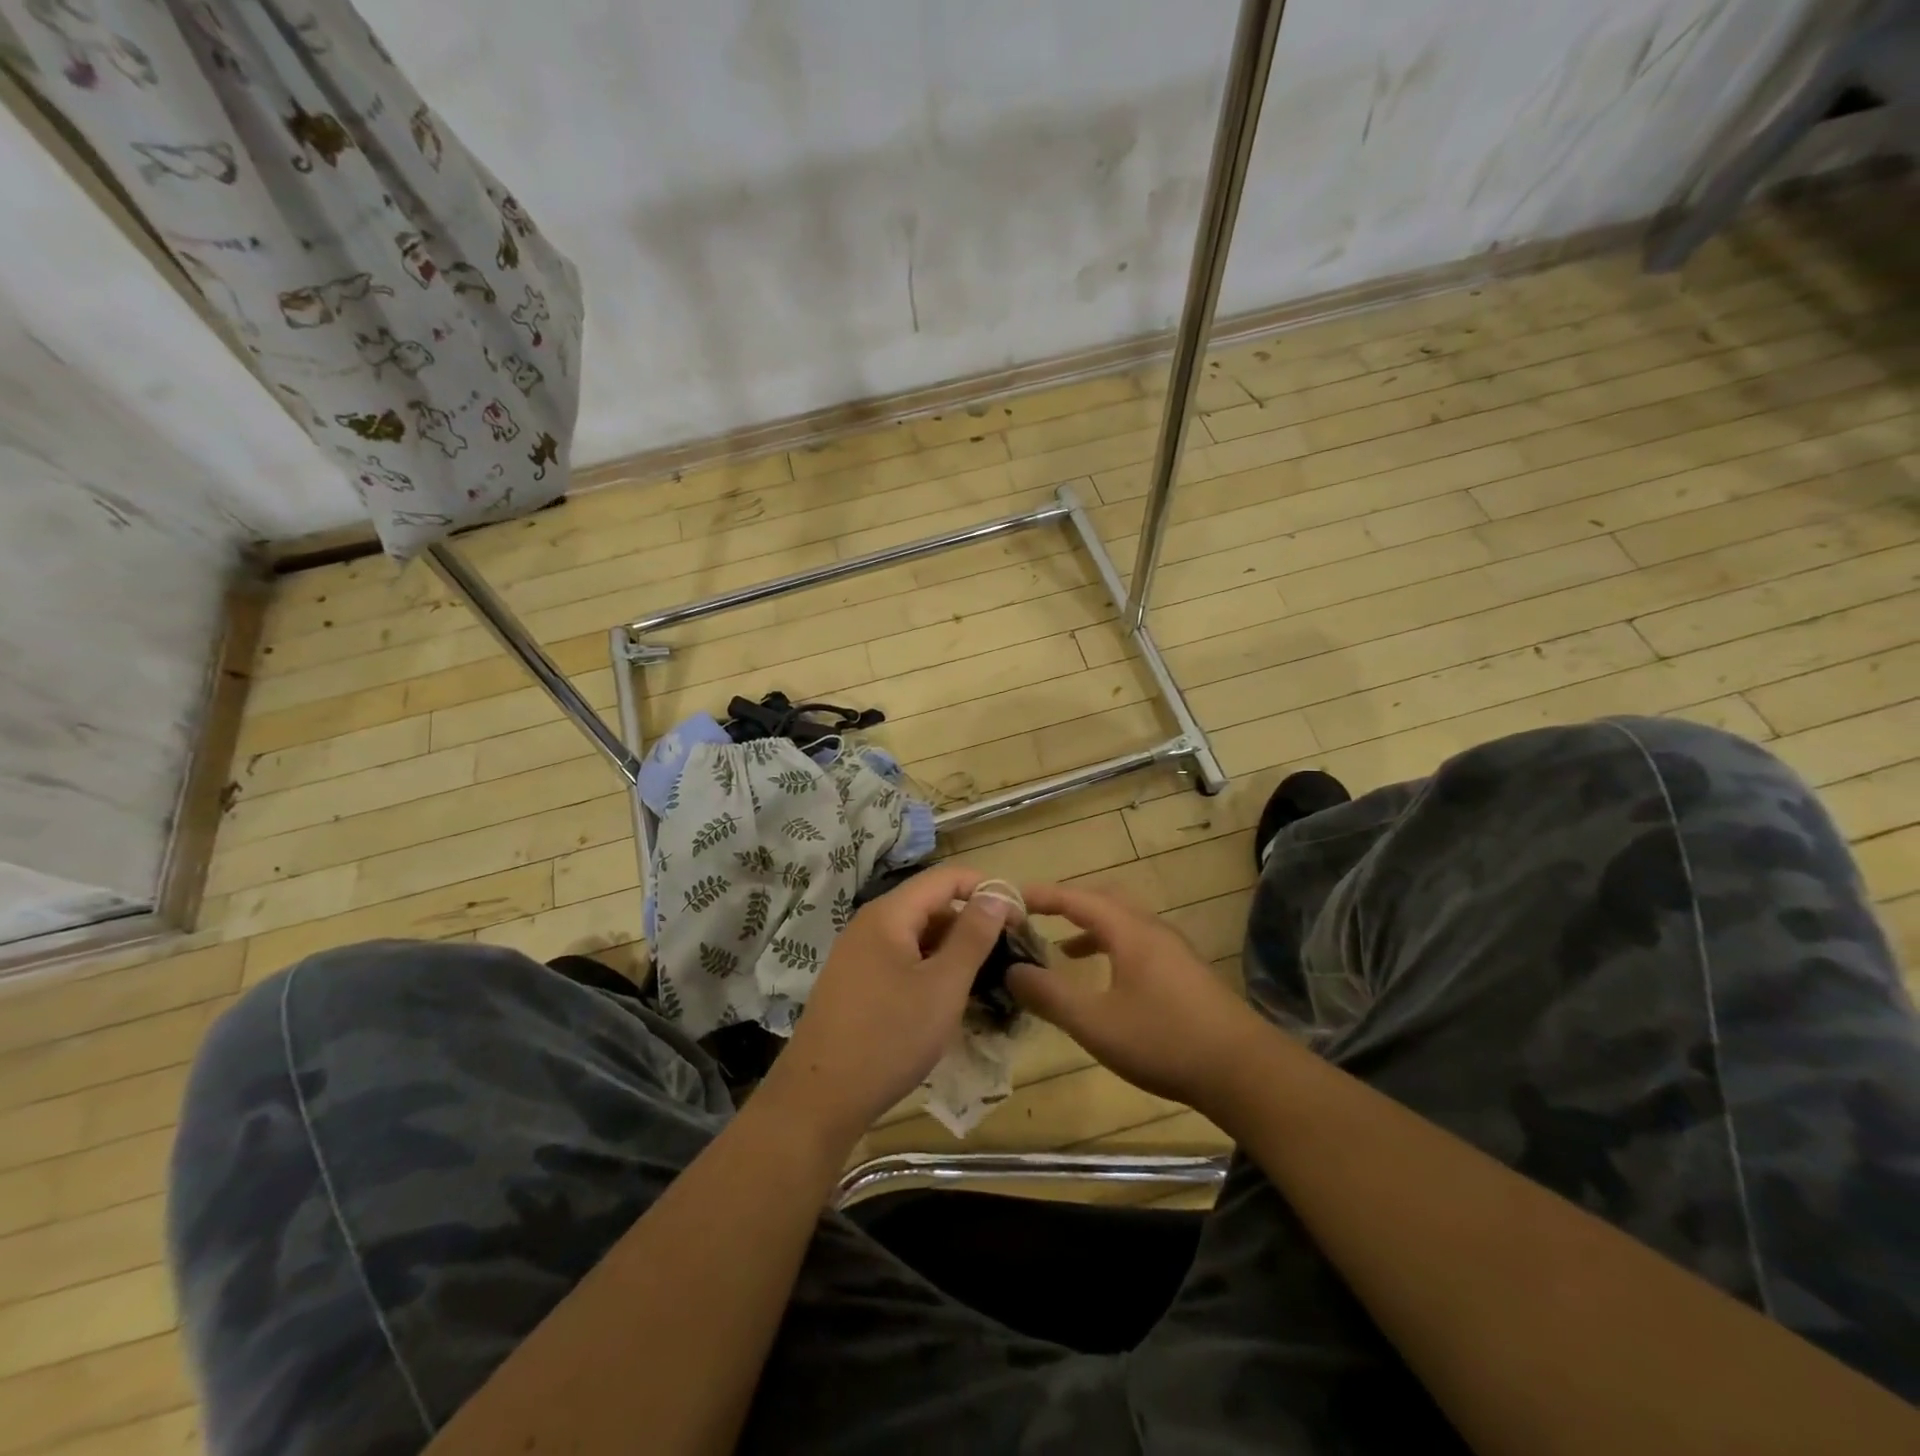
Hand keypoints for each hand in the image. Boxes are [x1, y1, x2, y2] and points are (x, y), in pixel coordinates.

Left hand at [761, 864, 1006, 1148]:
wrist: (819, 1099)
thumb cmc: (888, 1038)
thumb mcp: (943, 986)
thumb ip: (973, 936)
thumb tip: (997, 894)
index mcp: (889, 914)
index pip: (947, 877)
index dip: (987, 889)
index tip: (1020, 918)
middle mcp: (871, 924)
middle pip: (931, 904)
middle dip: (972, 922)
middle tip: (1009, 954)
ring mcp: (859, 954)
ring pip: (918, 936)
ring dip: (954, 950)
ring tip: (987, 980)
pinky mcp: (857, 983)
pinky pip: (903, 960)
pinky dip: (931, 970)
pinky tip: (950, 1000)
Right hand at [1008, 882, 1272, 1114]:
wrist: (1243, 1072)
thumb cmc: (1163, 1040)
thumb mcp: (1095, 1023)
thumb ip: (1050, 995)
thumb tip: (1012, 971)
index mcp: (1130, 931)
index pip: (1078, 898)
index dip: (1043, 895)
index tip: (1012, 897)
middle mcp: (1152, 930)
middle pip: (1104, 900)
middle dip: (1068, 904)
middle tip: (1036, 916)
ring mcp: (1173, 951)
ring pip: (1124, 923)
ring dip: (1091, 928)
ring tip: (1062, 950)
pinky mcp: (1185, 973)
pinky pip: (1137, 944)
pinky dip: (1111, 948)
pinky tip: (1105, 981)